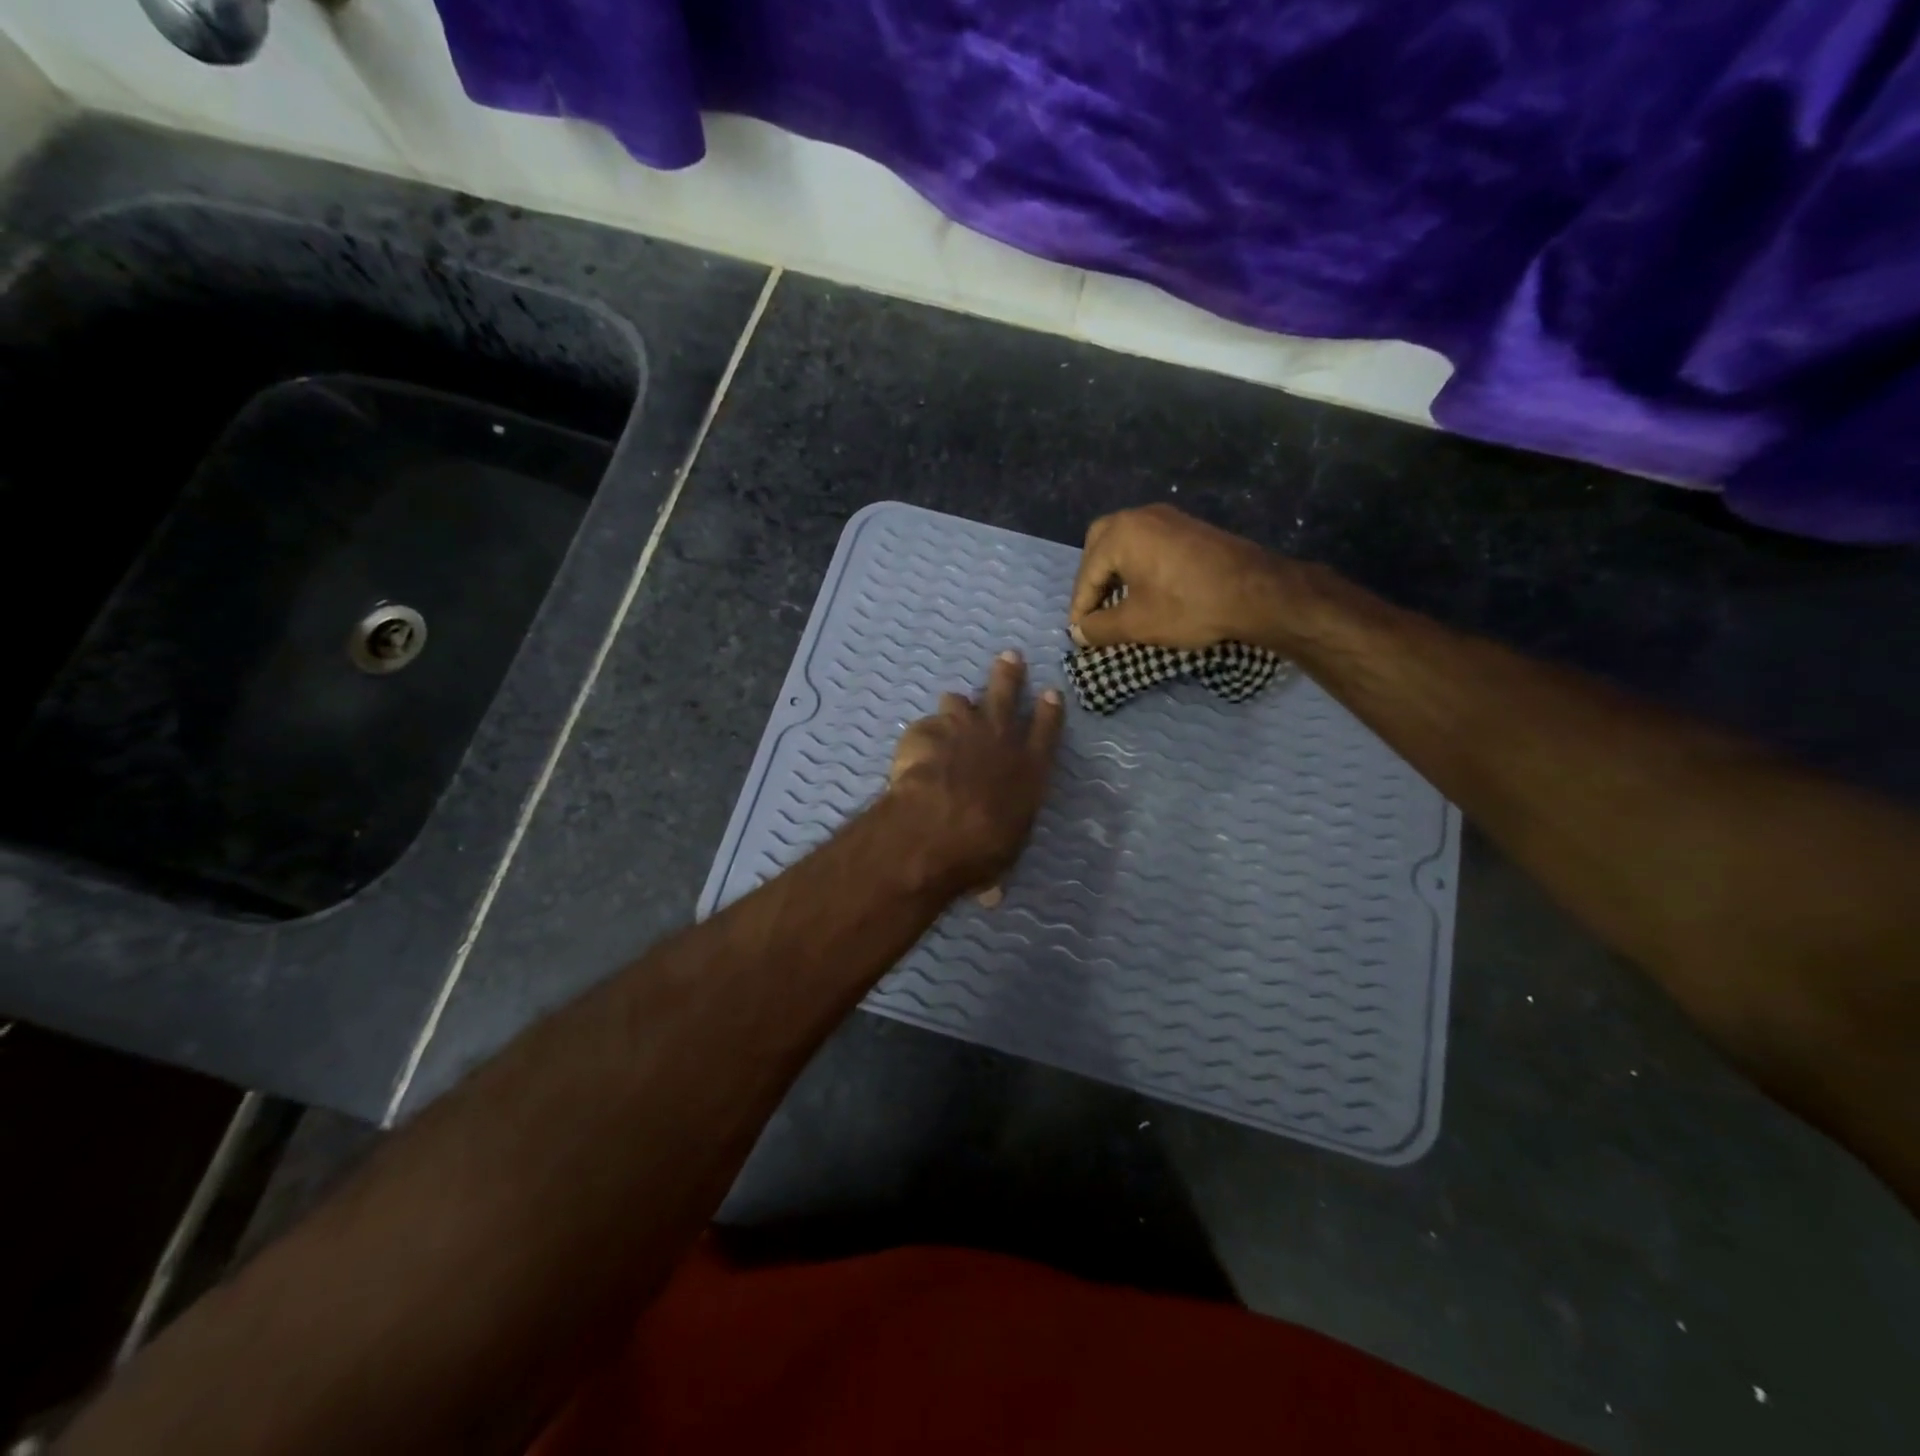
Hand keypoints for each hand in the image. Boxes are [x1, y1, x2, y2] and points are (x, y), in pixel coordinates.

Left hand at [886, 650, 1063, 896]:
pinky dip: (923, 734)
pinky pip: (926, 725)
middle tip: (1009, 656)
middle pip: (1007, 695)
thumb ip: (995, 867)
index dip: (1050, 711)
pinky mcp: (926, 732)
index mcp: (1029, 769)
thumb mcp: (1001, 860)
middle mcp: (1000, 740)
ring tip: (955, 704)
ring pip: (962, 701)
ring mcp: (962, 730)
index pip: (1046, 731)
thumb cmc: (982, 849)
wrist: (937, 828)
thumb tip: (991, 897)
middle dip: (1009, 674)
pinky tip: (916, 746)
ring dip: (959, 703)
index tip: (1052, 692)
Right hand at [1069, 504, 1303, 651]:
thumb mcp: (1136, 624)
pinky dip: (1136, 565)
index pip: (1087, 574)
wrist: (1256, 593)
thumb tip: (1078, 633)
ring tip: (1116, 604)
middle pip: (1100, 545)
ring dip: (1114, 572)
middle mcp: (1140, 516)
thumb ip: (1099, 628)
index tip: (1079, 634)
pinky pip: (1148, 543)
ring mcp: (1167, 518)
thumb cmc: (1188, 606)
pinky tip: (1144, 590)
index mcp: (1121, 534)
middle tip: (1094, 609)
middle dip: (1092, 579)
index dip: (1080, 608)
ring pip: (1125, 542)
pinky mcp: (1188, 528)